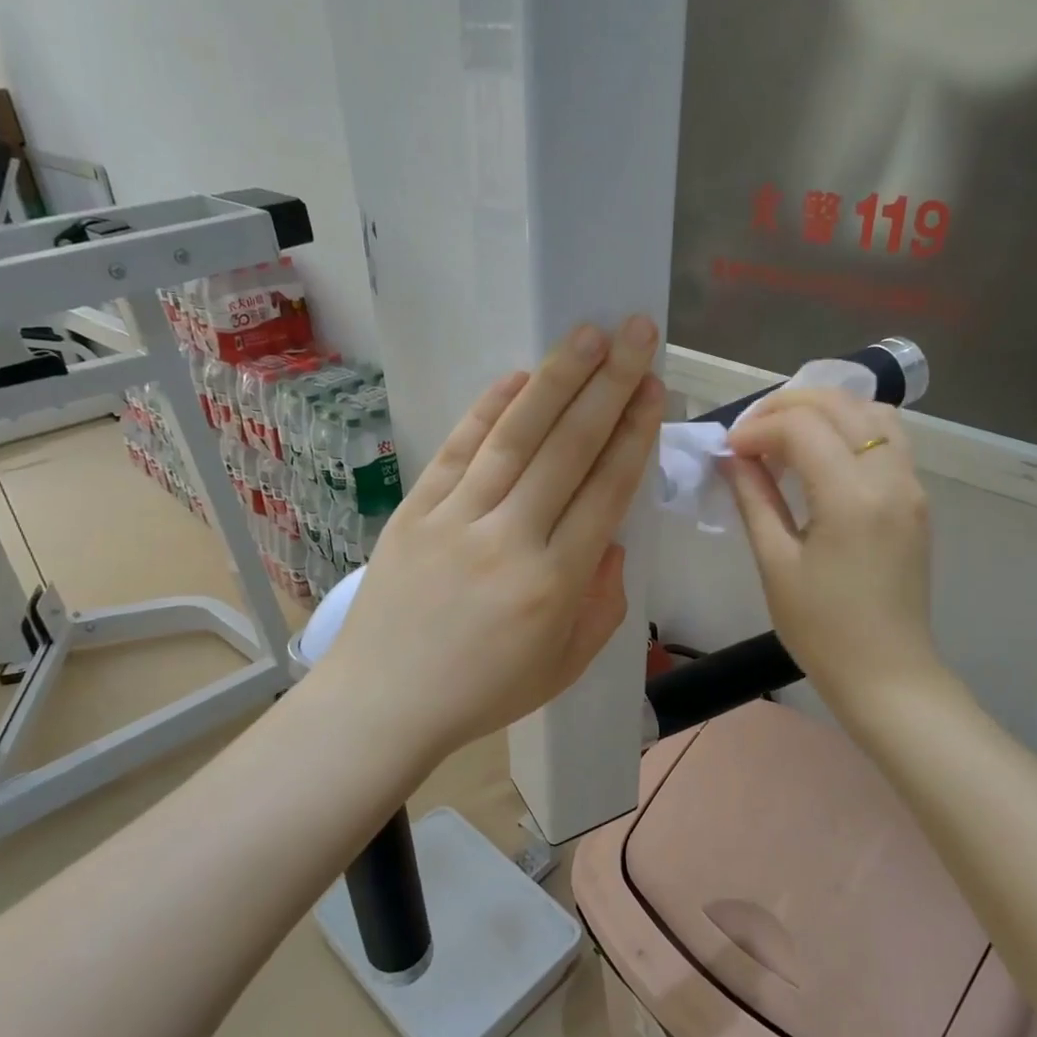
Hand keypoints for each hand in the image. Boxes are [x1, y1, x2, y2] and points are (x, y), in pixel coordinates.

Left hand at [317, 317, 664, 765]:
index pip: (605, 491)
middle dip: (609, 386)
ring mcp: (457, 519)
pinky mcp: (416, 510)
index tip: (653, 389)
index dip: (633, 435)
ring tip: (588, 335)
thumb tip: (610, 541)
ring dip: (555, 381)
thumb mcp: (564, 665)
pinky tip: (517, 377)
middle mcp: (510, 539)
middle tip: (636, 334)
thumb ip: (602, 602)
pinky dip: (487, 409)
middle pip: (568, 450)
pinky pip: (458, 450)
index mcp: (554, 583)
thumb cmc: (482, 692)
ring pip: (515, 437)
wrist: (383, 702)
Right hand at [722, 388, 940, 724]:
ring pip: (871, 412)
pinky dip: (851, 428)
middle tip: (749, 433)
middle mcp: (889, 477)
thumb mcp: (776, 564)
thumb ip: (754, 499)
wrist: (886, 673)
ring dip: (824, 410)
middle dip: (787, 406)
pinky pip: (887, 439)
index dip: (757, 429)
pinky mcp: (916, 499)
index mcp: (851, 497)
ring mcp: (910, 486)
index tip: (728, 450)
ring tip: (785, 435)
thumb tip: (732, 457)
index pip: (801, 427)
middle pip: (840, 404)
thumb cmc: (822, 629)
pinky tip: (821, 453)